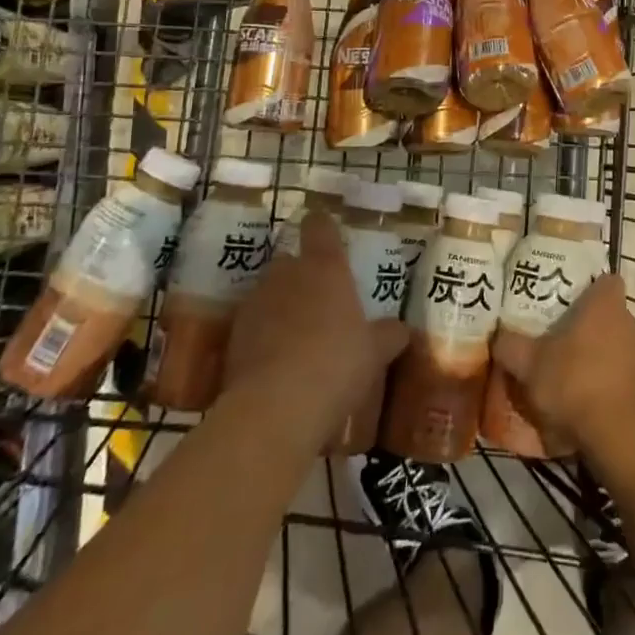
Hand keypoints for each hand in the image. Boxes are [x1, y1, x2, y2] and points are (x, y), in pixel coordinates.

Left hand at [219, 218, 408, 454]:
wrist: (274, 408)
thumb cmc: (336, 364)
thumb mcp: (375, 352)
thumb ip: (388, 335)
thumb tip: (401, 329)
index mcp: (325, 266)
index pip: (319, 226)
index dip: (323, 227)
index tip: (329, 236)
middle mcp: (287, 274)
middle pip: (289, 259)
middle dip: (301, 274)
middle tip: (320, 300)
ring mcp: (256, 303)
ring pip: (269, 292)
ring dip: (280, 306)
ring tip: (297, 337)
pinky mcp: (233, 336)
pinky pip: (252, 325)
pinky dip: (262, 336)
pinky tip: (276, 363)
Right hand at [492, 274, 634, 467]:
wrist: (621, 436)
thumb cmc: (575, 383)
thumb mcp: (529, 365)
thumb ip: (510, 346)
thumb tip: (498, 336)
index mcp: (605, 305)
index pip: (605, 280)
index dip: (589, 287)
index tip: (568, 300)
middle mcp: (630, 322)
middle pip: (608, 315)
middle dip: (587, 326)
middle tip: (559, 340)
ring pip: (617, 346)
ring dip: (599, 357)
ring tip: (571, 375)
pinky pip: (625, 377)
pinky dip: (609, 385)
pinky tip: (588, 403)